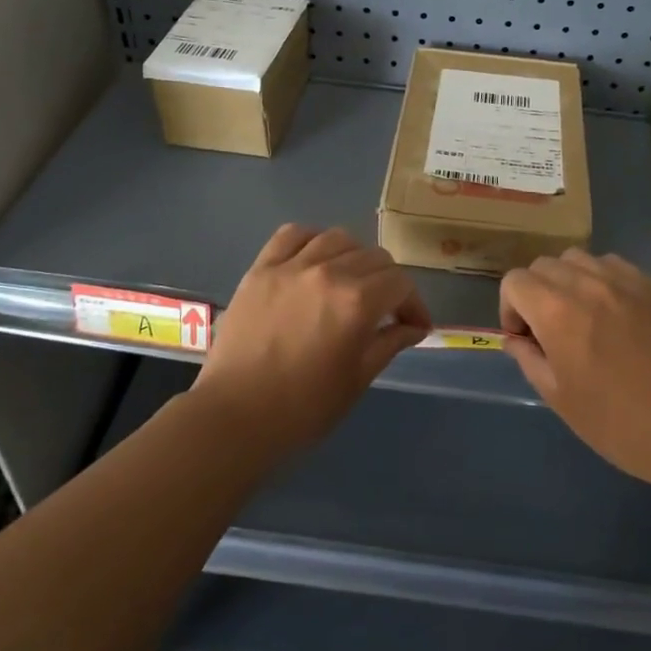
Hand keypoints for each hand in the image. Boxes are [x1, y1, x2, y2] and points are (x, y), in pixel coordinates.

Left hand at [194, 225, 432, 454]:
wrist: (236, 416)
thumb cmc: (304, 408)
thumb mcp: (357, 379)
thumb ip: (389, 343)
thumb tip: (414, 327)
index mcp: (357, 302)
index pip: (400, 283)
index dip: (414, 304)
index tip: (414, 325)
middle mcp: (328, 273)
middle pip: (374, 257)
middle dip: (388, 282)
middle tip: (385, 309)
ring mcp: (291, 267)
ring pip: (337, 239)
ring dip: (354, 257)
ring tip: (350, 281)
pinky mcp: (261, 269)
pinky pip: (292, 235)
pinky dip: (311, 240)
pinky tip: (315, 260)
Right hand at [500, 250, 650, 488]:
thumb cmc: (618, 422)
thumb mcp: (559, 397)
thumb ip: (529, 359)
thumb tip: (517, 339)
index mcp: (557, 311)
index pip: (515, 282)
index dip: (510, 308)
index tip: (525, 338)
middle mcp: (588, 284)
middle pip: (545, 265)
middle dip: (536, 292)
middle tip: (550, 329)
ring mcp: (626, 281)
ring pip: (580, 258)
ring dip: (569, 281)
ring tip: (582, 316)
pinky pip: (615, 266)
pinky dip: (602, 280)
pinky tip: (615, 314)